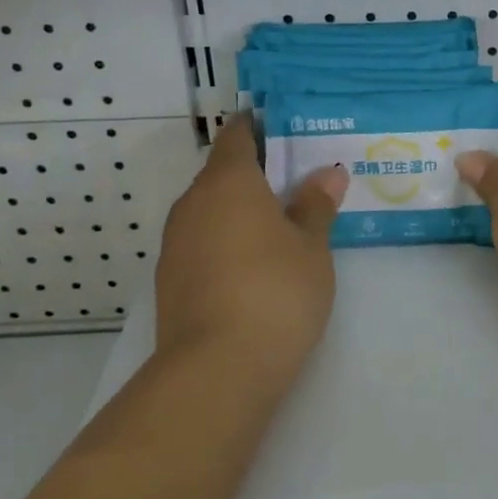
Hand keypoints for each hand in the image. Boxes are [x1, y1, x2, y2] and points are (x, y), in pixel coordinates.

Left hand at [155, 115, 348, 380]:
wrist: (216, 371)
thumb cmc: (275, 292)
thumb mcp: (312, 247)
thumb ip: (317, 205)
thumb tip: (328, 173)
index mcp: (228, 182)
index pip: (237, 135)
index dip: (259, 127)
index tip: (285, 130)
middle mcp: (193, 203)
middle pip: (223, 173)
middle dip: (256, 174)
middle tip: (298, 182)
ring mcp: (176, 243)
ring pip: (211, 210)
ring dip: (240, 211)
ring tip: (281, 225)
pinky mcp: (170, 279)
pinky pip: (202, 242)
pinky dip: (226, 241)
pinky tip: (254, 265)